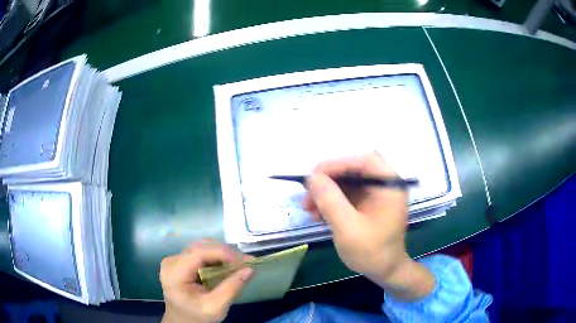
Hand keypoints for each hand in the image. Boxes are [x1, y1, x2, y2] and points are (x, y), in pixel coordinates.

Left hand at [160, 241, 253, 322]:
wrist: (182, 321)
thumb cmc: (197, 317)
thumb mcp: (216, 307)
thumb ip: (231, 288)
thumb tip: (249, 269)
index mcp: (175, 273)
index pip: (199, 253)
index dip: (223, 253)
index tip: (245, 261)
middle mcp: (172, 261)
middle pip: (201, 247)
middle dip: (225, 252)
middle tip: (246, 262)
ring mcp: (175, 259)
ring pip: (201, 247)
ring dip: (222, 254)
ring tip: (239, 264)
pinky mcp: (180, 261)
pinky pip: (200, 253)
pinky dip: (216, 258)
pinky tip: (227, 266)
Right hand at [304, 153, 433, 299]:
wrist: (385, 272)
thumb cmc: (372, 252)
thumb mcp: (348, 228)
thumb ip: (330, 201)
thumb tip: (312, 177)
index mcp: (390, 185)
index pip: (364, 161)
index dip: (338, 164)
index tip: (314, 176)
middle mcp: (384, 185)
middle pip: (353, 170)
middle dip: (328, 181)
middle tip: (307, 195)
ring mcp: (376, 195)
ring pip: (347, 182)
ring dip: (326, 192)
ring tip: (309, 208)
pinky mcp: (367, 204)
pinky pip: (347, 195)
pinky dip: (331, 202)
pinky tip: (318, 214)